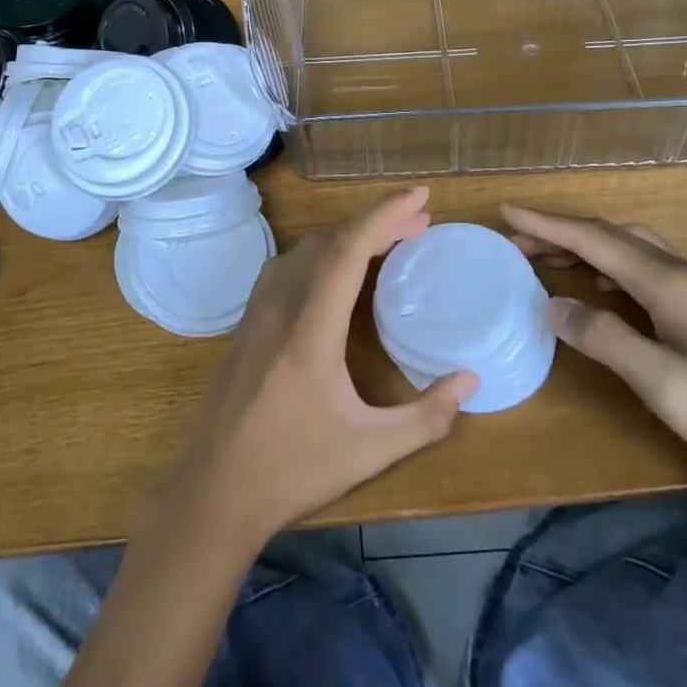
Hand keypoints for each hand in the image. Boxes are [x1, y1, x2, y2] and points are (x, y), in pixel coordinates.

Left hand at [167, 188, 476, 544]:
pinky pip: (287, 267)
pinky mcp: (247, 322)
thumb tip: (471, 379)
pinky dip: (321, 254)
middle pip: (330, 243)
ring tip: (387, 243)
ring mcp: (258, 311)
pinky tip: (336, 272)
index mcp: (310, 329)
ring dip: (347, 237)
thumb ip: (426, 416)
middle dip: (376, 224)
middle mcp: (280, 306)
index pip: (349, 250)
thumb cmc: (293, 469)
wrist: (215, 489)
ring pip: (305, 251)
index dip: (385, 215)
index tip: (420, 197)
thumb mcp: (370, 450)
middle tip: (419, 225)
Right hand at [502, 204, 686, 491]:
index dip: (547, 225)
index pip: (594, 239)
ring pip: (627, 248)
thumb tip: (552, 306)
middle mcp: (680, 274)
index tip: (506, 213)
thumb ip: (604, 338)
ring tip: (545, 258)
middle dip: (560, 232)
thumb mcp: (661, 382)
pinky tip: (596, 284)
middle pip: (610, 235)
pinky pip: (640, 268)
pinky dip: (606, 264)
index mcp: (667, 282)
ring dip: (583, 246)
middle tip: (517, 242)